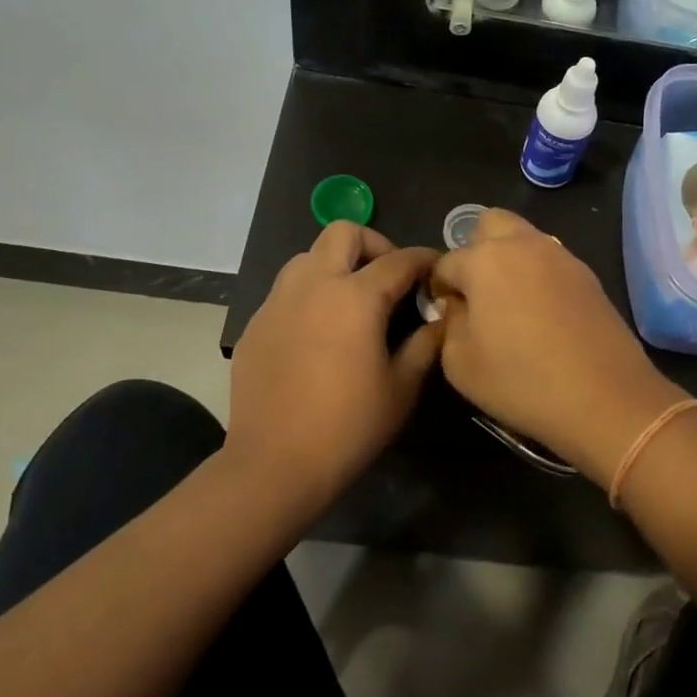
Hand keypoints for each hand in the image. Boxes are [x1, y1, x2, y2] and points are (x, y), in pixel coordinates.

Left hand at [227, 222, 441, 501]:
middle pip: (344, 232)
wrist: (275, 463)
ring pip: (308, 256)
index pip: (400, 260)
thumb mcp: (402, 387)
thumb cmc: (349, 426)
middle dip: (374, 245)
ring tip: (351, 301)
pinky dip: (310, 294)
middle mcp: (313, 284)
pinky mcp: (256, 323)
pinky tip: (318, 333)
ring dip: (336, 265)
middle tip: (389, 278)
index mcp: (355, 297)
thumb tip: (440, 319)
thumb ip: (425, 344)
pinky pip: (286, 290)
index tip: (437, 269)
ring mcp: (277, 301)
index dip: (425, 259)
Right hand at [432, 210, 688, 488]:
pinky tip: (543, 316)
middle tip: (477, 292)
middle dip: (475, 249)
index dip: (439, 288)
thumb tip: (457, 306)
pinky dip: (539, 276)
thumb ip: (449, 324)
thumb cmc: (521, 381)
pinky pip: (551, 261)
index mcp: (485, 260)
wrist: (605, 397)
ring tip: (511, 306)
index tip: (445, 315)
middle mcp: (523, 245)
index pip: (446, 262)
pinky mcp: (588, 275)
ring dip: (510, 259)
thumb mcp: (460, 363)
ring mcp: (561, 256)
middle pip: (490, 223)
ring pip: (525, 238)